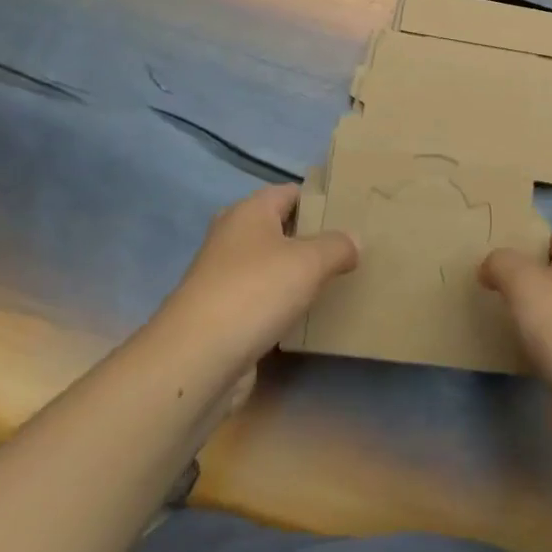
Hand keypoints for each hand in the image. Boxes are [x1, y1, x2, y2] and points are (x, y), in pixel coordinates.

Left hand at [154, 184, 357, 378]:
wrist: (197, 359)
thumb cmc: (255, 291)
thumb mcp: (309, 261)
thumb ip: (337, 246)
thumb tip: (354, 240)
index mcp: (249, 212)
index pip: (291, 193)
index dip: (321, 200)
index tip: (352, 213)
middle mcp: (233, 238)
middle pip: (281, 229)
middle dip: (313, 238)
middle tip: (352, 248)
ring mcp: (225, 278)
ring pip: (272, 267)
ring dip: (299, 275)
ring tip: (339, 281)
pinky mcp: (224, 315)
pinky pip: (263, 301)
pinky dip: (284, 305)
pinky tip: (309, 316)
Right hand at [480, 229, 551, 426]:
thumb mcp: (522, 279)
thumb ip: (500, 263)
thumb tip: (489, 267)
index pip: (549, 237)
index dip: (521, 244)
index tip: (490, 258)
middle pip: (550, 273)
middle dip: (520, 280)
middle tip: (485, 287)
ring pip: (551, 309)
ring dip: (527, 314)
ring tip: (492, 316)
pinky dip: (535, 345)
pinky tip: (513, 351)